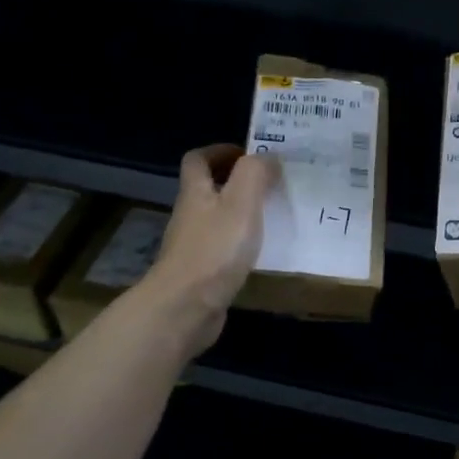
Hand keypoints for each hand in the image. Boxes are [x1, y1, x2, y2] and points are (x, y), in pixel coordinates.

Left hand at [139, 144, 274, 350]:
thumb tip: (267, 155)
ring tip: (273, 215)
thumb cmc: (215, 249)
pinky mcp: (201, 273)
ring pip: (217, 219)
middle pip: (207, 188)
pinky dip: (240, 243)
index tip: (250, 154)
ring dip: (241, 213)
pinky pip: (222, 248)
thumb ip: (255, 173)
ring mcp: (193, 246)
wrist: (186, 308)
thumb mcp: (241, 202)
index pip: (198, 159)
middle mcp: (190, 215)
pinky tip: (262, 252)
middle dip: (236, 182)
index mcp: (196, 192)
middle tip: (271, 184)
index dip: (220, 151)